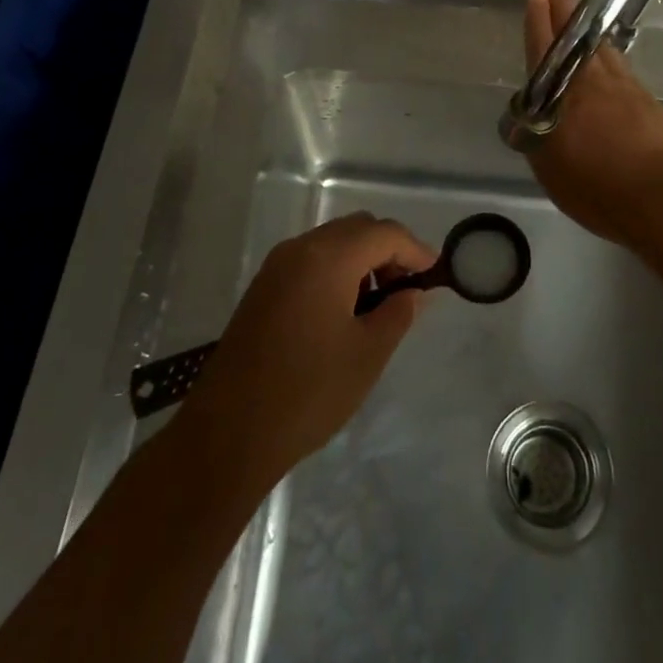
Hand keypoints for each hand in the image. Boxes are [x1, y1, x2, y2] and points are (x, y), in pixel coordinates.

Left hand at [175, 213, 434, 489]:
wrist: (228, 434)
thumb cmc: (308, 391)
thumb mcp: (367, 355)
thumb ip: (398, 314)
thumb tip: (412, 293)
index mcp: (329, 257)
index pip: (384, 233)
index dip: (416, 250)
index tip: (435, 275)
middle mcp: (300, 248)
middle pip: (358, 228)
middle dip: (388, 251)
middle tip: (407, 290)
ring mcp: (277, 266)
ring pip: (333, 242)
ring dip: (362, 261)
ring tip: (377, 306)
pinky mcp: (263, 288)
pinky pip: (311, 260)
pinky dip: (336, 271)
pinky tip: (343, 313)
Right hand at [522, 0, 662, 245]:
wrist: (662, 199)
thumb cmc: (597, 188)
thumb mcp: (551, 170)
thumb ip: (539, 138)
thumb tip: (535, 118)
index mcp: (565, 97)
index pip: (546, 49)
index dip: (539, 19)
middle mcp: (594, 82)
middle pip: (576, 36)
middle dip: (564, 6)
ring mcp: (626, 88)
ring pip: (602, 48)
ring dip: (588, 26)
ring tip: (580, 9)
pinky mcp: (647, 101)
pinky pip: (621, 67)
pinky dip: (608, 54)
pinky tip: (607, 56)